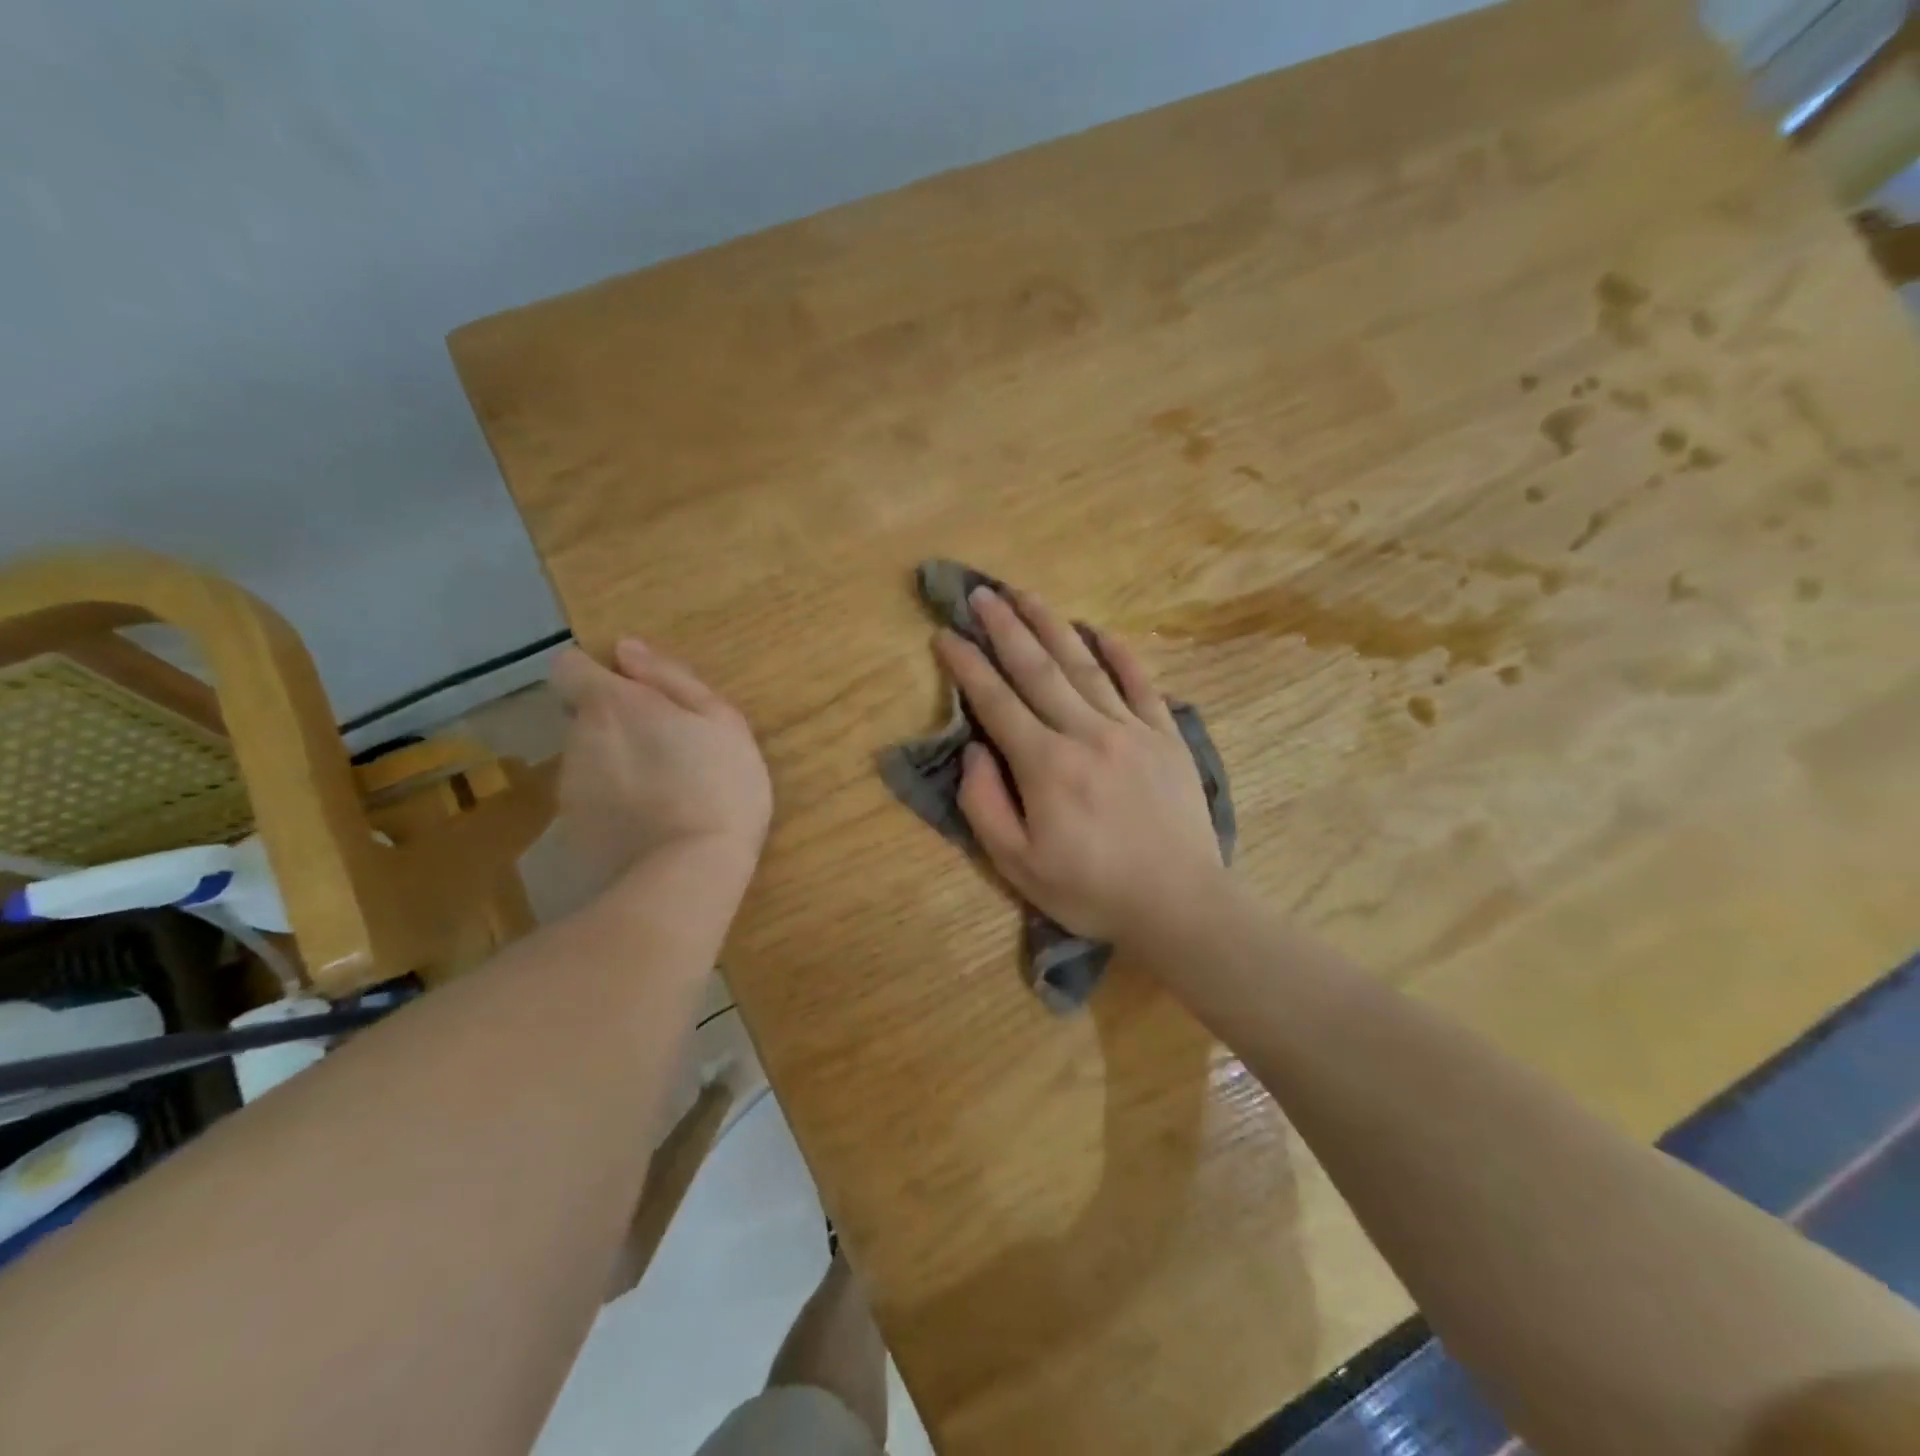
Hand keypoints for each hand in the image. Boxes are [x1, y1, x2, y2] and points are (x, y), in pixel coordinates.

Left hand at [550, 640, 771, 892]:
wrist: (685, 876)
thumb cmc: (719, 786)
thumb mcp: (721, 720)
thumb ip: (672, 679)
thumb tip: (626, 650)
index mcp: (612, 704)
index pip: (568, 666)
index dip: (597, 675)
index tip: (637, 695)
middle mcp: (578, 738)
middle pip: (583, 716)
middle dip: (617, 723)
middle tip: (670, 749)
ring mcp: (570, 786)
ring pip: (589, 758)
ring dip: (618, 763)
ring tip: (666, 791)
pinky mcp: (571, 829)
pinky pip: (592, 799)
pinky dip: (614, 802)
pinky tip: (650, 823)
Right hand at [934, 586, 1224, 946]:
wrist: (1179, 904)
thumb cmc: (1091, 890)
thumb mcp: (1017, 865)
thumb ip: (985, 804)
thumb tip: (974, 749)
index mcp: (1045, 764)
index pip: (995, 701)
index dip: (966, 665)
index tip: (944, 634)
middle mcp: (1086, 732)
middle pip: (1037, 668)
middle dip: (1005, 627)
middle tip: (981, 593)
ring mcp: (1131, 729)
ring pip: (1085, 664)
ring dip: (1052, 625)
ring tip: (1027, 594)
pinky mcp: (1166, 736)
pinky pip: (1141, 683)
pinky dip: (1120, 653)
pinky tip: (1101, 630)